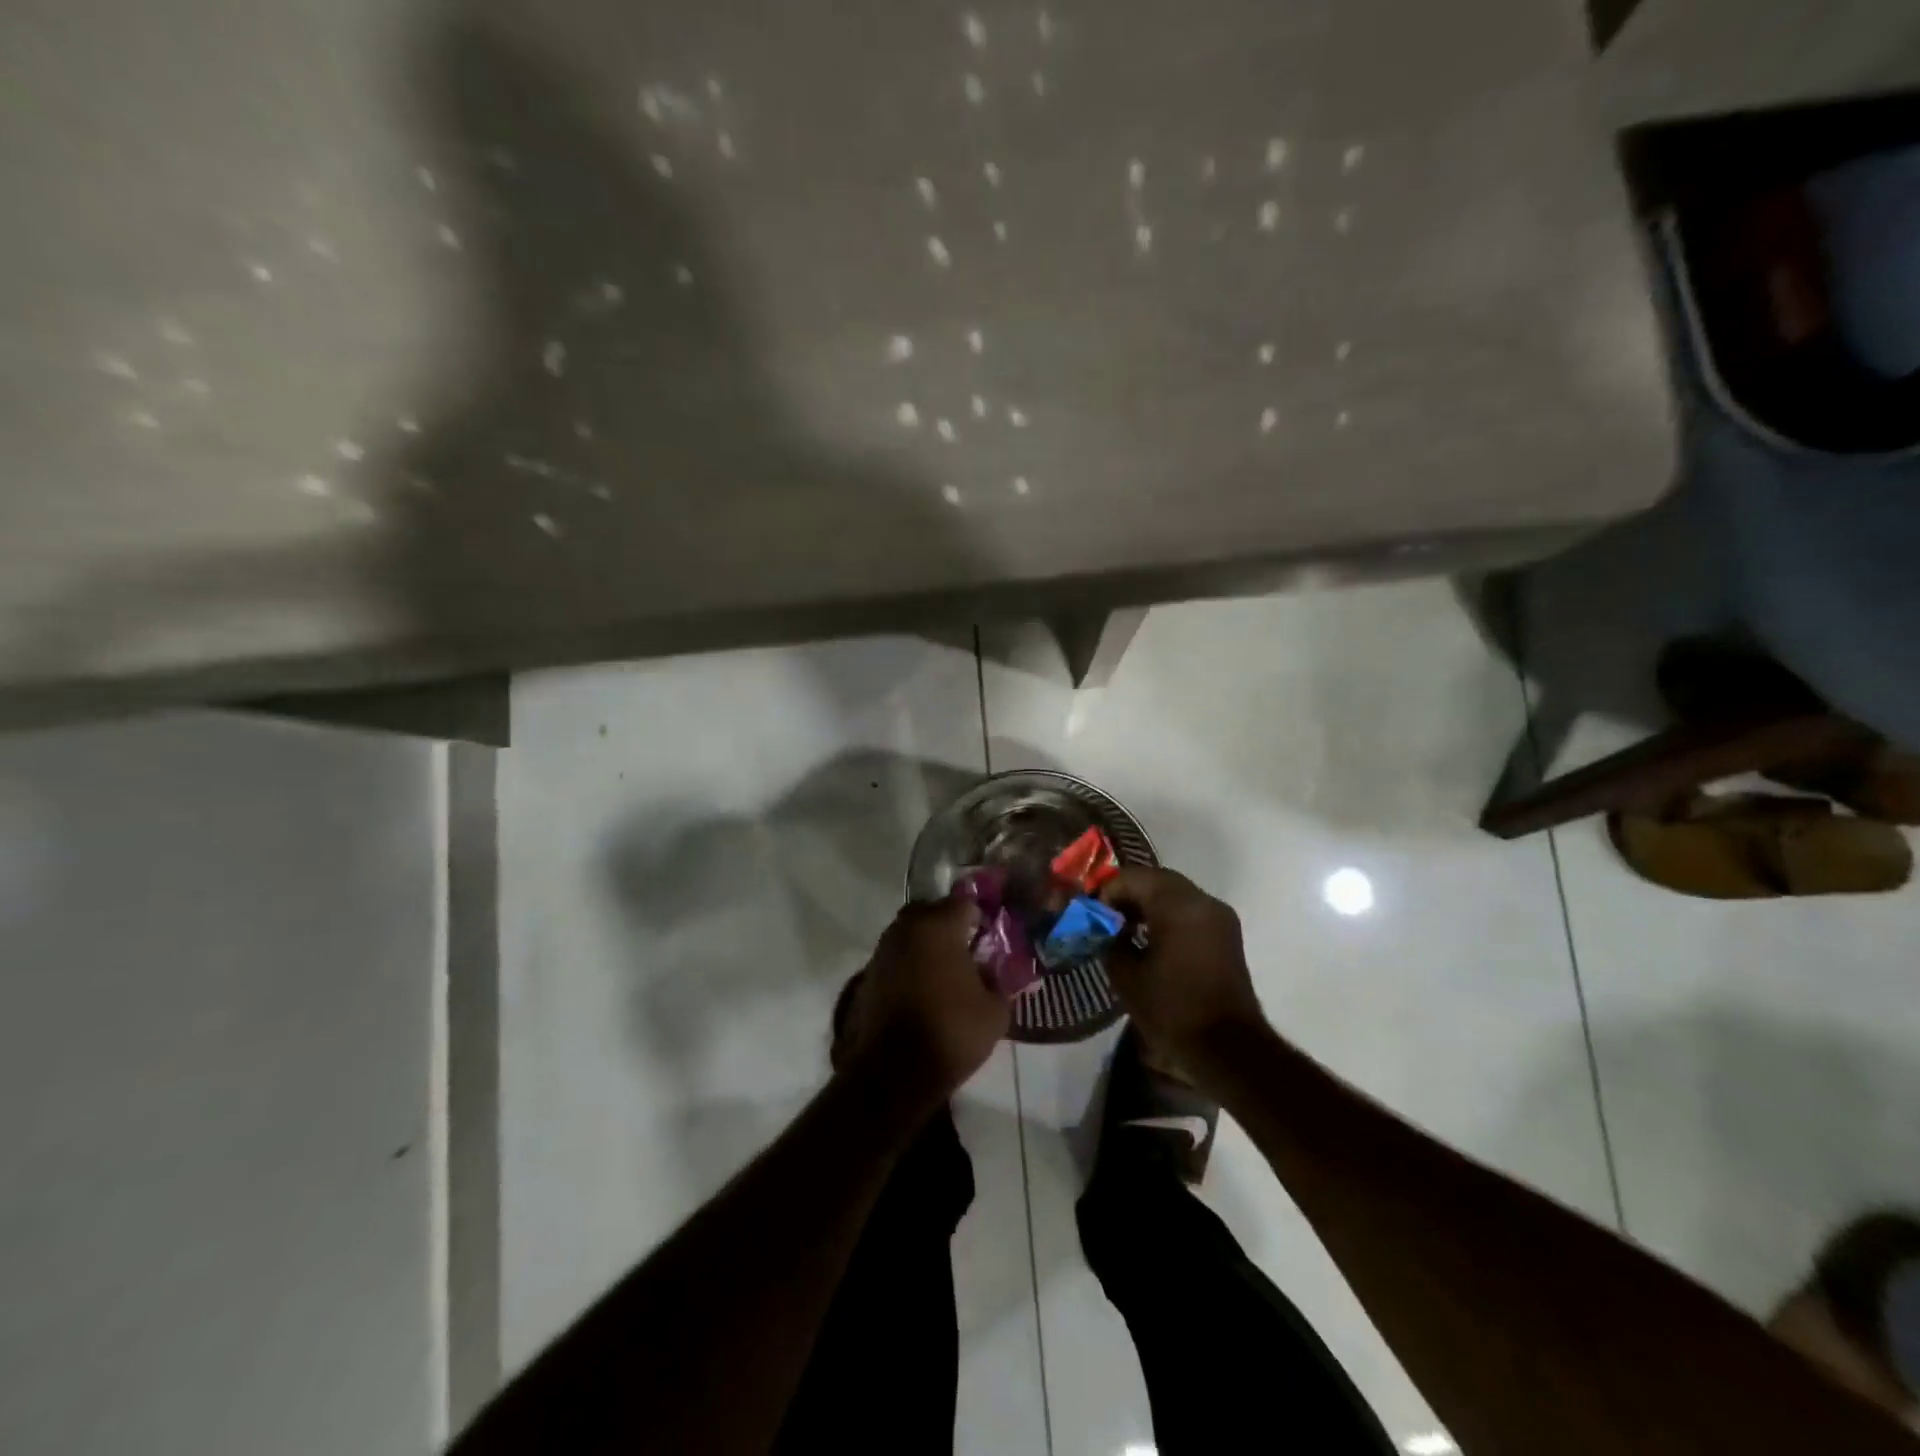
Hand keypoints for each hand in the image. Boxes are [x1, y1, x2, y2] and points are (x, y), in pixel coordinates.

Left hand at [839, 899, 1008, 1108]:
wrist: (892, 1072)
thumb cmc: (950, 1032)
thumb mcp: (995, 1011)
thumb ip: (1000, 982)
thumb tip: (996, 972)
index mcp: (939, 926)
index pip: (965, 903)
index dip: (981, 916)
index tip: (992, 935)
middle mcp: (907, 928)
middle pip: (932, 912)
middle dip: (949, 924)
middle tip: (968, 948)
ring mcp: (884, 950)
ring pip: (910, 933)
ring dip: (927, 944)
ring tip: (946, 971)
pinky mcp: (868, 974)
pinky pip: (896, 957)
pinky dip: (910, 964)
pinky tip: (924, 988)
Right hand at [1099, 868, 1267, 1068]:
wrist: (1228, 1050)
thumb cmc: (1172, 1010)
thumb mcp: (1126, 975)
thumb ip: (1109, 940)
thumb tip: (1105, 928)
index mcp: (1177, 904)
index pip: (1133, 877)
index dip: (1106, 890)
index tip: (1090, 913)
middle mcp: (1202, 901)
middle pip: (1156, 879)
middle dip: (1127, 893)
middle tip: (1104, 916)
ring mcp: (1219, 916)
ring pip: (1175, 893)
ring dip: (1147, 903)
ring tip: (1123, 928)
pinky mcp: (1226, 935)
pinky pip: (1190, 910)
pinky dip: (1167, 915)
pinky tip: (1149, 939)